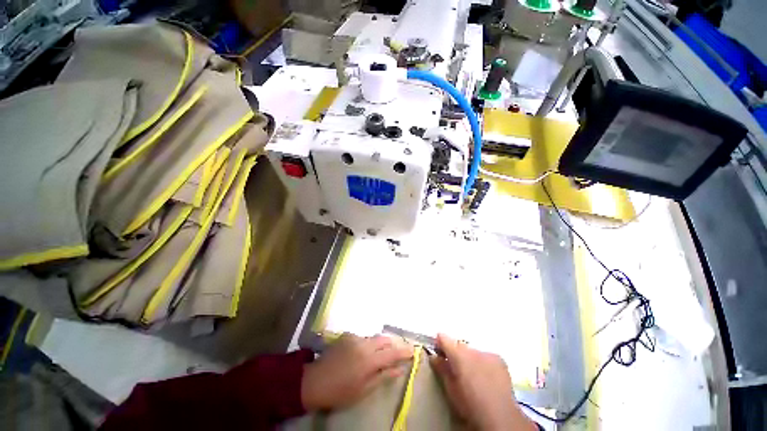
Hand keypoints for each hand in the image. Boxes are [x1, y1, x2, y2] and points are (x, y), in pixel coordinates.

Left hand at [301, 333, 412, 410]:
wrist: (315, 381)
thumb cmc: (340, 391)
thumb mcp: (364, 389)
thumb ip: (383, 376)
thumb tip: (399, 369)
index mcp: (369, 360)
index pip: (392, 352)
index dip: (404, 351)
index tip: (413, 350)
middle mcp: (364, 344)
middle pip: (384, 339)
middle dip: (393, 344)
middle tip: (398, 352)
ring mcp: (355, 337)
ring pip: (374, 338)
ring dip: (380, 345)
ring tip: (378, 356)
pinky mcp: (347, 335)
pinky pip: (363, 338)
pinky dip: (367, 344)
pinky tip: (361, 354)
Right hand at [431, 334, 537, 430]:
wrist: (500, 416)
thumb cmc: (470, 405)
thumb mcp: (451, 390)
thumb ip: (441, 369)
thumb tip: (434, 357)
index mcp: (458, 354)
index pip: (444, 338)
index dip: (439, 343)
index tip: (437, 351)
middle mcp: (472, 349)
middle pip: (459, 345)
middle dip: (455, 353)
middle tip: (455, 367)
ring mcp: (488, 353)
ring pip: (473, 351)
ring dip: (470, 358)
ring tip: (472, 374)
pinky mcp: (499, 359)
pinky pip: (486, 356)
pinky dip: (483, 362)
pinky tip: (485, 376)